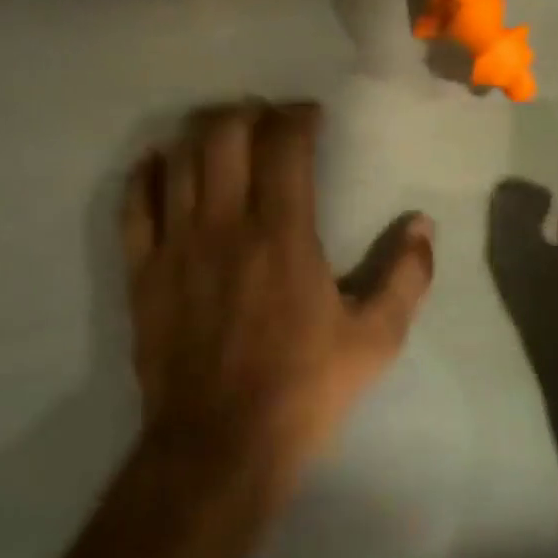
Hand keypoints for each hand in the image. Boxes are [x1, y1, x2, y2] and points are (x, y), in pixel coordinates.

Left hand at [121, 101, 434, 484]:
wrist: (219, 445)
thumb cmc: (303, 390)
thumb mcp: (374, 341)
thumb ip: (406, 278)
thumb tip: (423, 226)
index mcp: (282, 234)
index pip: (284, 145)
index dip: (297, 117)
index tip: (310, 117)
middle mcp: (224, 224)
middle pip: (223, 134)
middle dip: (247, 113)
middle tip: (265, 120)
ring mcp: (176, 244)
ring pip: (178, 159)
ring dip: (201, 133)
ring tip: (221, 134)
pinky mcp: (143, 270)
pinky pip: (134, 205)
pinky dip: (144, 174)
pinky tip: (157, 162)